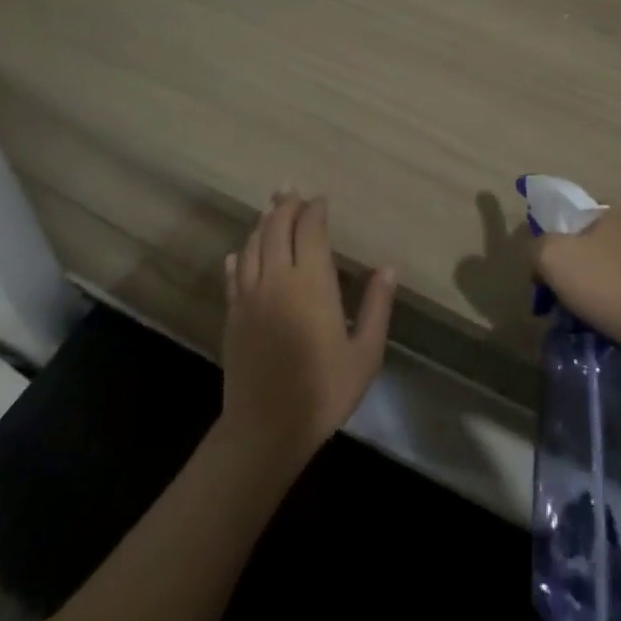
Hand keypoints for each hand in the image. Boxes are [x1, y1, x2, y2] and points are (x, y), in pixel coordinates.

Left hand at [218, 191, 396, 472]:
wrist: (266, 430)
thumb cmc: (323, 391)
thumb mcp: (365, 354)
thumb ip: (377, 307)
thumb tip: (387, 268)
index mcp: (311, 283)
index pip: (311, 230)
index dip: (315, 211)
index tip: (322, 201)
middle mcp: (277, 279)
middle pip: (277, 228)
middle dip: (285, 205)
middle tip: (291, 190)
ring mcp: (250, 297)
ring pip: (252, 246)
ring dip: (263, 224)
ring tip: (270, 210)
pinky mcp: (233, 316)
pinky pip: (234, 275)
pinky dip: (239, 258)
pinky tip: (239, 254)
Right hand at [531, 205, 620, 357]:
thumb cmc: (610, 285)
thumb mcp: (554, 258)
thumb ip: (536, 249)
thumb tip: (539, 262)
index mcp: (609, 210)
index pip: (566, 218)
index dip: (548, 244)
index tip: (542, 275)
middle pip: (583, 247)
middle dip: (568, 274)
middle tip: (556, 303)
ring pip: (602, 272)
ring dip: (588, 294)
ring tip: (580, 321)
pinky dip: (610, 308)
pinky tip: (605, 327)